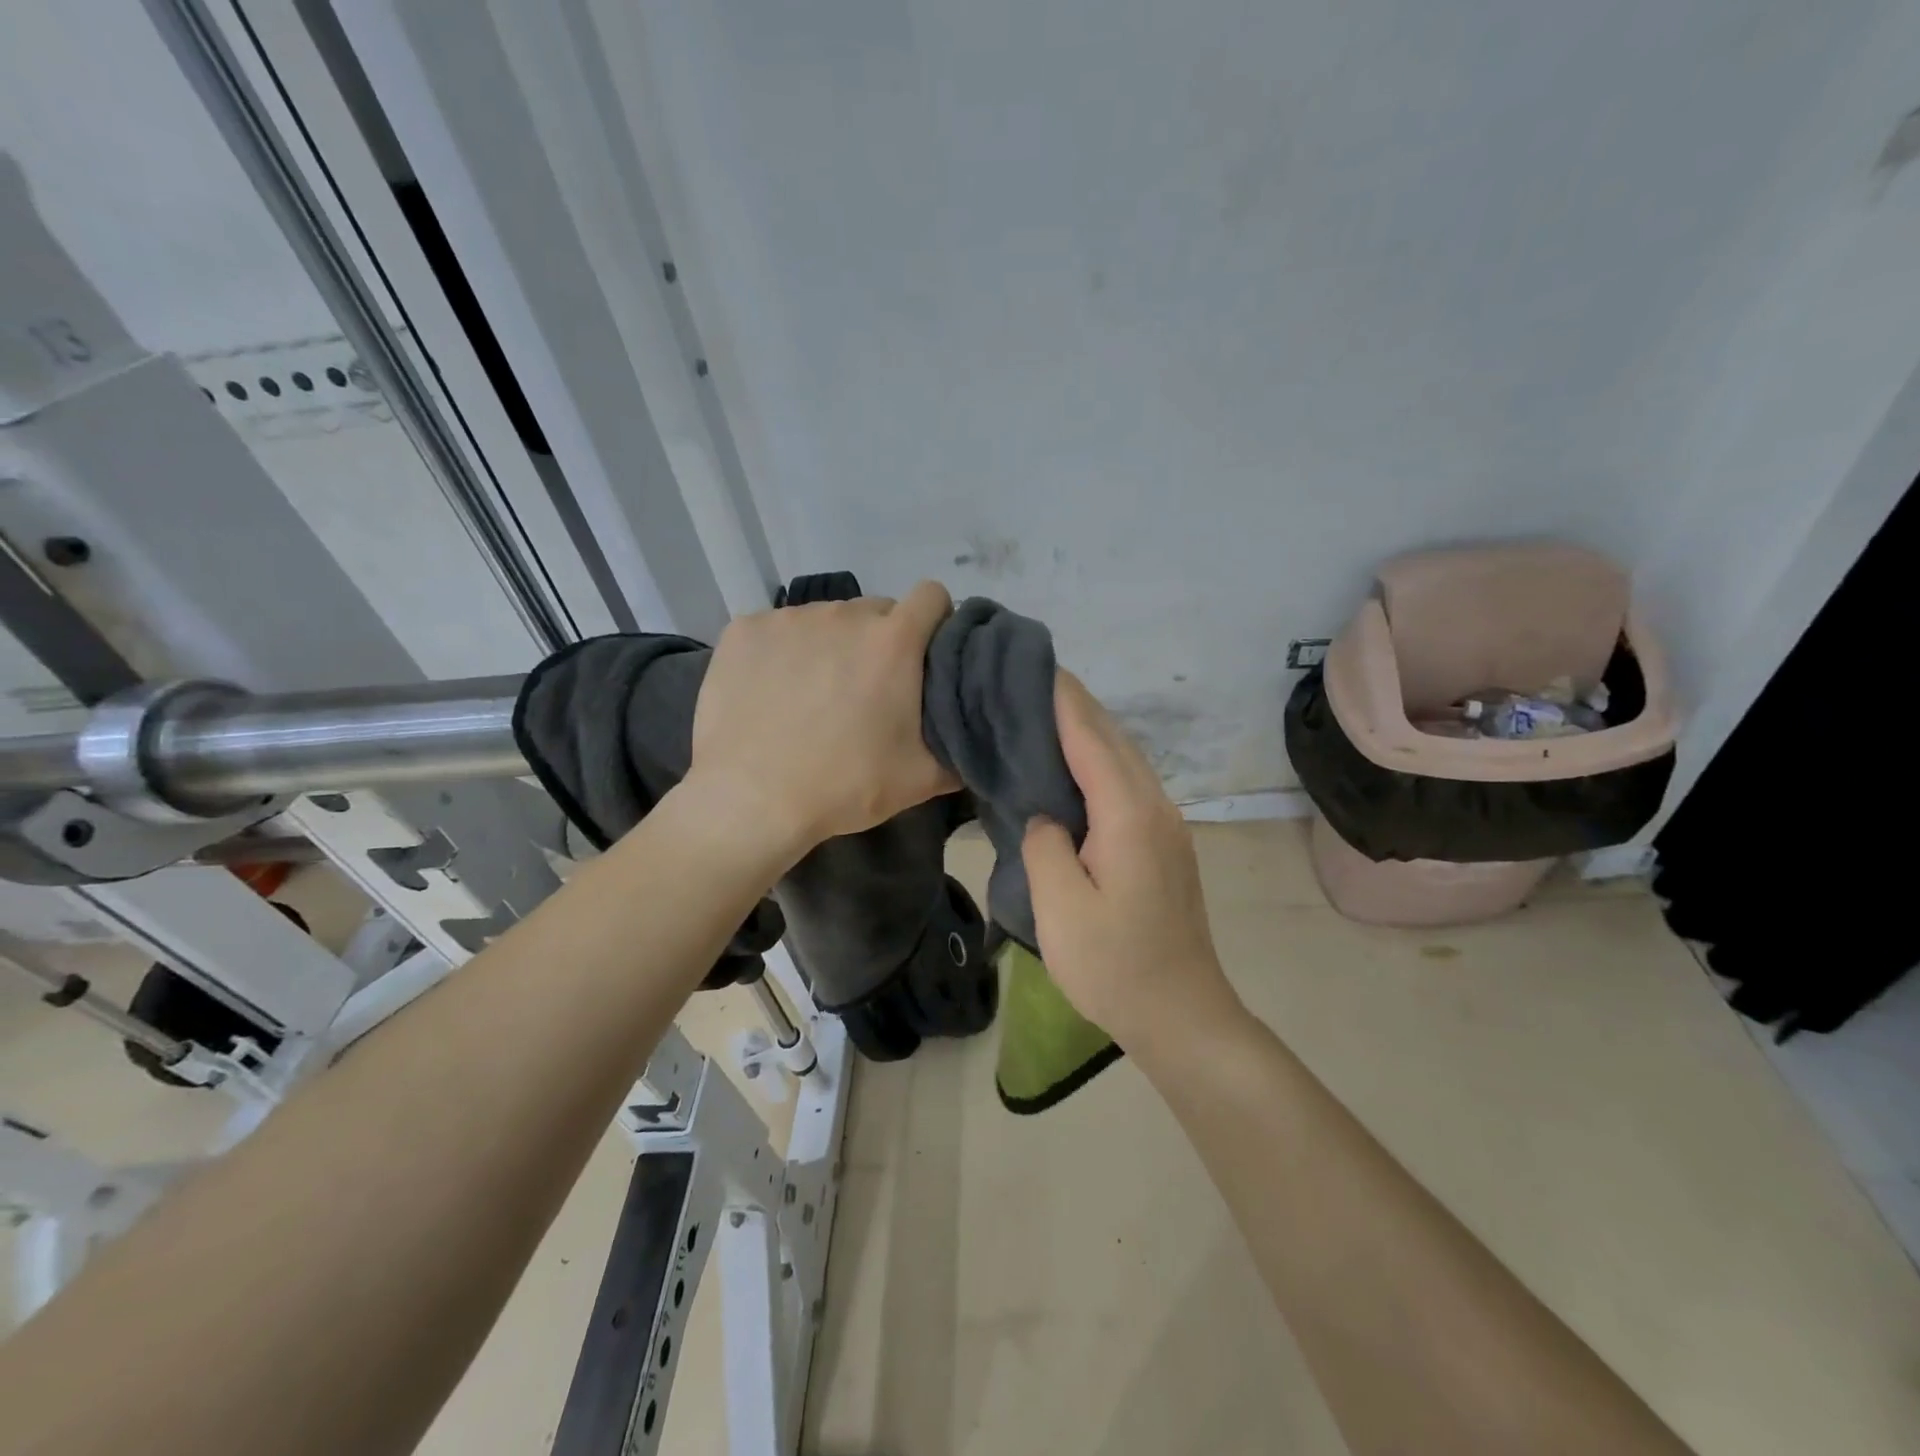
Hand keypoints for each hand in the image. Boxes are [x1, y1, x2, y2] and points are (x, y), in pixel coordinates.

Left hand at [690, 581, 958, 856]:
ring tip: (813, 694)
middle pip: (876, 611)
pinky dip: (782, 652)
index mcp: (893, 641)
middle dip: (879, 641)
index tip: (925, 654)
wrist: (751, 801)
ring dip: (830, 645)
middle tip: (867, 689)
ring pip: (825, 619)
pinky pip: (778, 629)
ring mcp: (789, 618)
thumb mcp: (920, 779)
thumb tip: (973, 739)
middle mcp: (844, 614)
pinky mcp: (745, 629)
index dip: (935, 620)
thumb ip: (959, 748)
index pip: (932, 596)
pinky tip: (772, 692)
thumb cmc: (843, 787)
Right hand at [1021, 672, 1242, 1053]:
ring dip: (1090, 732)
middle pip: (1114, 740)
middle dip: (1076, 706)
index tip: (1034, 665)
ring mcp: (1167, 825)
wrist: (1182, 1013)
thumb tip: (1046, 815)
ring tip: (1048, 715)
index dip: (1063, 701)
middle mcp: (1154, 807)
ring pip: (1126, 759)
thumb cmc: (1115, 965)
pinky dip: (1101, 761)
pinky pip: (1130, 783)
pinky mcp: (1166, 844)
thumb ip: (1045, 846)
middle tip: (1030, 683)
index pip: (1091, 739)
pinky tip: (1077, 768)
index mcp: (1128, 816)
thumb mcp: (1060, 909)